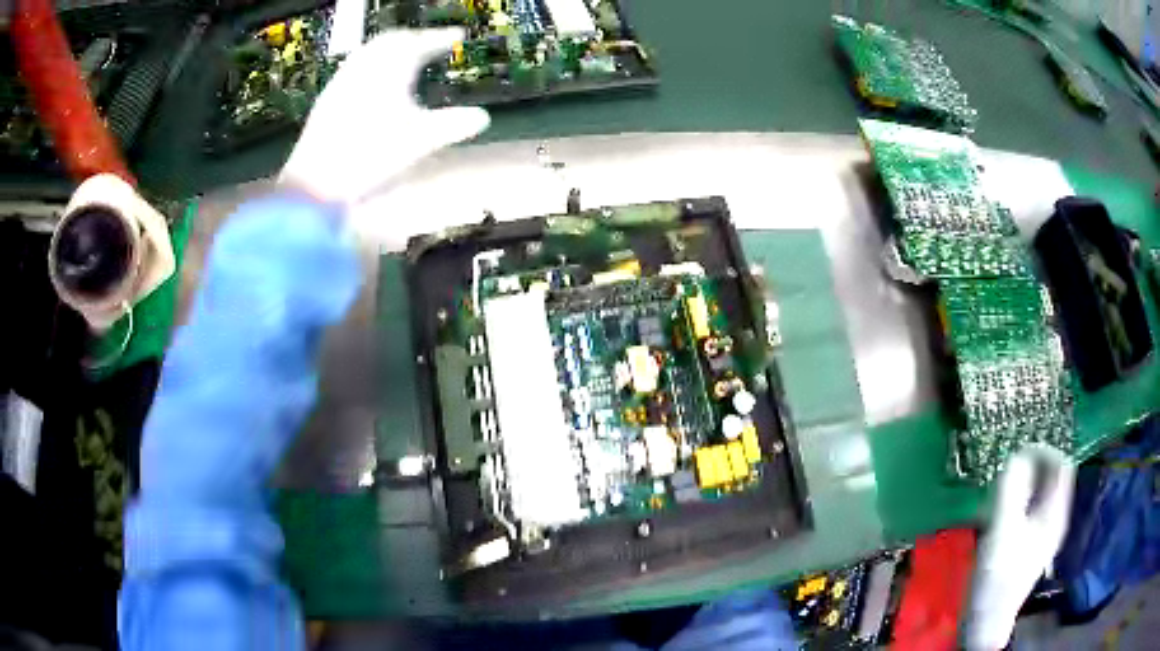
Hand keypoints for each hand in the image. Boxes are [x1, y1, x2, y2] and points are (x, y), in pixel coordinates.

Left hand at [280, 28, 489, 204]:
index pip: (420, 42)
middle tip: (432, 43)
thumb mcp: (421, 140)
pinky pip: (355, 66)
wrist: (317, 182)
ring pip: (370, 51)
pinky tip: (373, 82)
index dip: (441, 37)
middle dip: (415, 38)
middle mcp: (365, 66)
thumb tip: (483, 118)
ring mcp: (343, 80)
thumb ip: (454, 125)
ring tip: (404, 58)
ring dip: (391, 48)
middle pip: (393, 39)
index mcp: (391, 68)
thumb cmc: (372, 156)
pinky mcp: (328, 97)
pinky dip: (372, 63)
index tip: (458, 35)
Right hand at [962, 444, 1074, 650]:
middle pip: (1054, 476)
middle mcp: (1055, 517)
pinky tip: (1005, 503)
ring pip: (1042, 491)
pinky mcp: (1030, 542)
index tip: (1023, 443)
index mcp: (1056, 513)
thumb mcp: (1003, 531)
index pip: (1063, 464)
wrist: (987, 621)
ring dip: (1028, 478)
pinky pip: (1032, 506)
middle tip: (1012, 458)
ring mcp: (1043, 532)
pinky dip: (1022, 496)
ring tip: (1006, 476)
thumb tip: (1017, 453)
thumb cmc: (999, 577)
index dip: (1047, 448)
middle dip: (1036, 461)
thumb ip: (1012, 491)